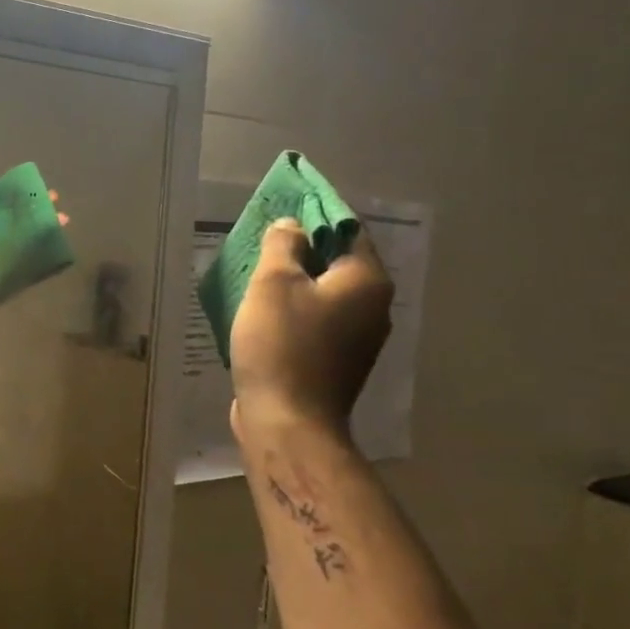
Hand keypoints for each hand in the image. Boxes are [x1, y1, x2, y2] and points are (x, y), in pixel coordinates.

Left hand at [0, 192, 68, 340]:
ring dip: (38, 240)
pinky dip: (34, 269)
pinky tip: (52, 258)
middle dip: (33, 217)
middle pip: (11, 228)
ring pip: (18, 250)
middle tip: (56, 206)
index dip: (13, 201)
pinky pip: (17, 277)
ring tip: (60, 227)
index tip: (34, 190)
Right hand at [230, 218, 392, 439]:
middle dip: (301, 248)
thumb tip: (292, 227)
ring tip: (256, 272)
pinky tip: (263, 310)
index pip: (347, 229)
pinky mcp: (335, 361)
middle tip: (263, 239)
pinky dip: (293, 308)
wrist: (287, 422)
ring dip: (294, 280)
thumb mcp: (273, 283)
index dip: (315, 214)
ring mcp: (357, 338)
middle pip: (337, 262)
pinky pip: (315, 320)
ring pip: (324, 293)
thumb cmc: (281, 344)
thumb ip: (284, 245)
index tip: (283, 206)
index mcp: (367, 281)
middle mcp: (373, 307)